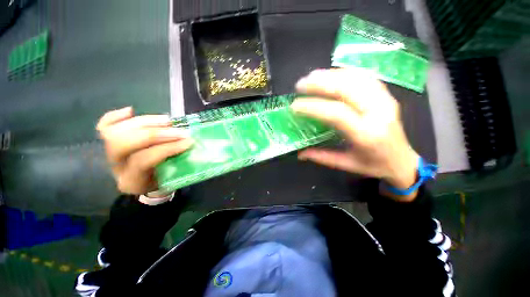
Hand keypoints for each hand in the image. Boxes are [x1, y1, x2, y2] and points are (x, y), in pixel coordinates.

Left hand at [96, 107, 192, 194]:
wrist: (140, 184)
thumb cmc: (159, 182)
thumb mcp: (169, 180)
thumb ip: (177, 165)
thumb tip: (189, 144)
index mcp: (131, 180)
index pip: (144, 160)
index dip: (167, 148)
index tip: (188, 141)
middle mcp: (115, 166)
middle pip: (125, 143)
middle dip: (156, 133)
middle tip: (179, 131)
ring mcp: (106, 153)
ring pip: (116, 131)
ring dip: (145, 122)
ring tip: (167, 120)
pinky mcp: (105, 142)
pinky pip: (103, 125)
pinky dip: (116, 115)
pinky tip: (131, 111)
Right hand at [291, 68, 418, 200]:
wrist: (403, 161)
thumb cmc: (374, 165)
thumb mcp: (345, 164)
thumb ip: (321, 157)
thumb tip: (299, 153)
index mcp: (366, 135)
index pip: (336, 113)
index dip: (313, 106)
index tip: (295, 106)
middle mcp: (378, 113)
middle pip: (347, 89)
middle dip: (320, 84)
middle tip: (300, 85)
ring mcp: (385, 101)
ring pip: (356, 78)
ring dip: (331, 75)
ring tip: (312, 76)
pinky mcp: (387, 95)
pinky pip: (365, 77)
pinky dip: (346, 73)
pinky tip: (332, 74)